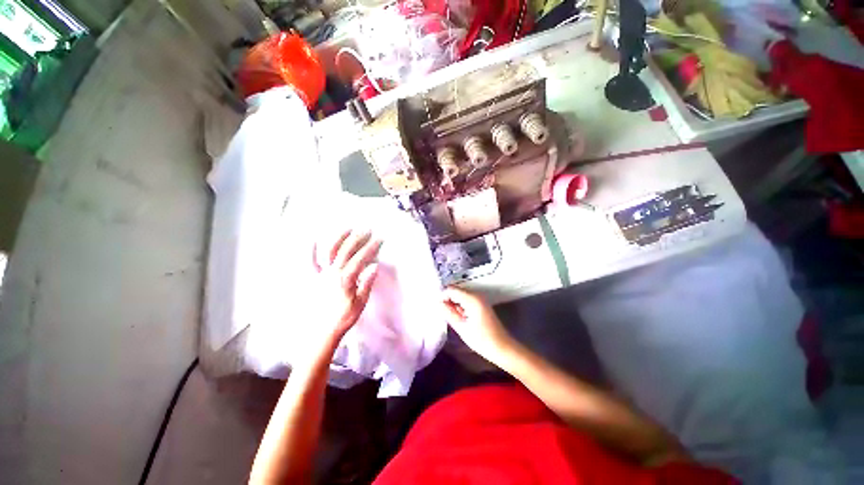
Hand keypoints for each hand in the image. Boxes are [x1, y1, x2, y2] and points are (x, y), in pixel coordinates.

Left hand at [308, 229, 381, 357]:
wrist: (322, 331)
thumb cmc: (344, 317)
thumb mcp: (360, 303)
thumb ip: (366, 284)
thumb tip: (374, 266)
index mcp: (346, 280)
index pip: (361, 259)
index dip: (371, 247)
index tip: (379, 239)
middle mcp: (332, 273)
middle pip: (346, 251)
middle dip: (358, 238)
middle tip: (367, 230)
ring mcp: (321, 274)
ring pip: (329, 252)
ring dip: (339, 238)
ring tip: (348, 229)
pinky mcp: (313, 279)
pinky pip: (310, 263)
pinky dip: (310, 251)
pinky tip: (313, 240)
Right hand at [442, 287, 514, 364]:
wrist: (502, 348)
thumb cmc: (482, 340)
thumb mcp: (461, 327)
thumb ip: (448, 313)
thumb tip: (437, 303)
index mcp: (472, 299)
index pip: (451, 289)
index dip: (442, 296)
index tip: (437, 307)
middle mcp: (476, 295)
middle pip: (456, 290)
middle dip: (447, 299)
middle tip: (441, 313)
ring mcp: (479, 299)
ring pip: (460, 295)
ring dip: (453, 303)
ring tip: (449, 316)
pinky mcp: (480, 304)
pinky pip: (465, 300)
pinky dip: (459, 306)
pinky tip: (458, 317)